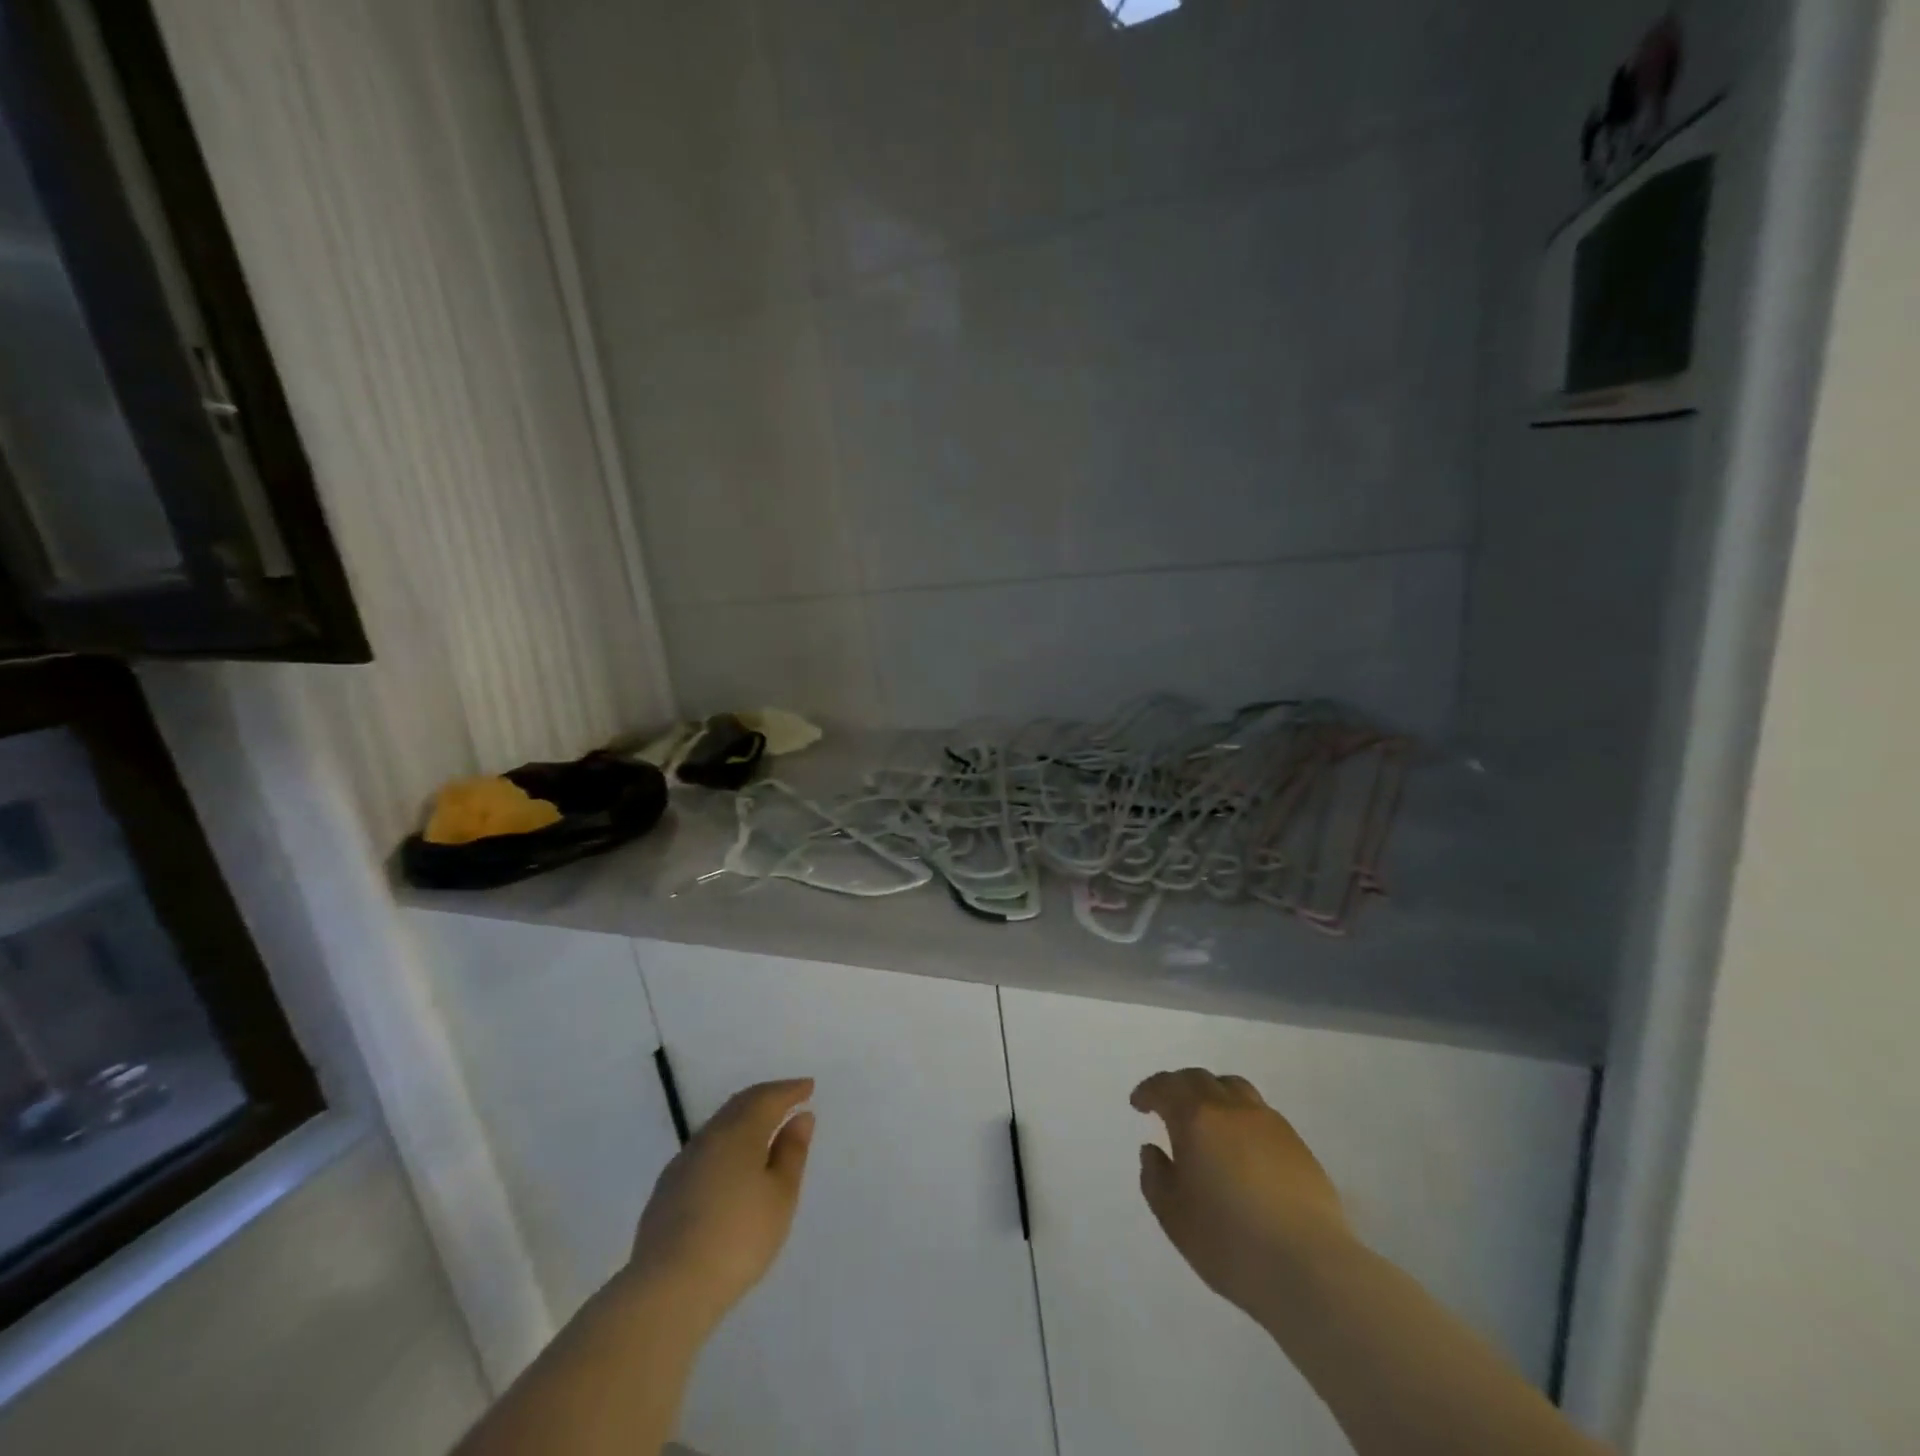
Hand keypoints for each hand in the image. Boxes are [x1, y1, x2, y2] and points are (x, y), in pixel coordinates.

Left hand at [625, 1078, 814, 1331]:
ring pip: (718, 1126)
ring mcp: (682, 1163)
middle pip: (739, 1105)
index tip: (809, 1086)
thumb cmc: (737, 1239)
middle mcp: (708, 1137)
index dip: (790, 1090)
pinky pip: (703, 1150)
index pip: (767, 1097)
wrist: (668, 1289)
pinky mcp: (666, 1190)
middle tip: (787, 1099)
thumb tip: (801, 1118)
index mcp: (739, 1132)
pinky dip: (725, 1144)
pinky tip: (729, 1164)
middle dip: (765, 1098)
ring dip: (743, 1120)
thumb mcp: (780, 1197)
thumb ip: (791, 1153)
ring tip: (762, 1129)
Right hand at [1132, 1068, 1354, 1324]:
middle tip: (1167, 1107)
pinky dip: (1240, 1117)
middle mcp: (1231, 1108)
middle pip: (1200, 1079)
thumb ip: (1155, 1177)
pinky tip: (1241, 1147)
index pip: (1166, 1086)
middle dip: (1178, 1087)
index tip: (1139, 1104)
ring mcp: (1268, 1122)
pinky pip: (1259, 1113)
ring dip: (1212, 1094)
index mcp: (1196, 1118)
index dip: (1149, 1091)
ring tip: (1207, 1120)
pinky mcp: (1297, 1144)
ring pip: (1234, 1088)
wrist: (1309, 1268)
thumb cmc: (1230, 1242)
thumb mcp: (1174, 1216)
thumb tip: (1153, 1150)